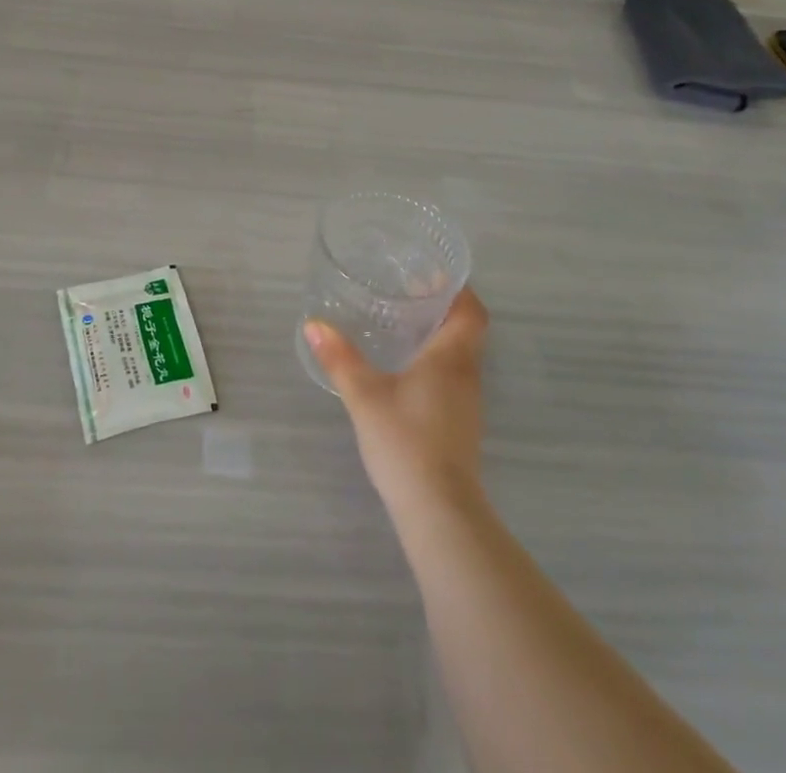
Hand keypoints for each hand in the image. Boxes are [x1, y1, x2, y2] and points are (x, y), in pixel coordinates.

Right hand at [305, 289, 488, 519]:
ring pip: (460, 355)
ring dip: (439, 335)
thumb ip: (340, 358)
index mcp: (451, 358)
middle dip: (442, 307)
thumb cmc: (406, 441)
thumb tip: (314, 324)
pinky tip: (405, 368)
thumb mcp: (364, 395)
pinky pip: (453, 377)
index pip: (472, 312)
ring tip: (402, 323)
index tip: (433, 274)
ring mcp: (467, 403)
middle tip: (407, 291)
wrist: (439, 511)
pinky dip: (435, 361)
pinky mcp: (460, 425)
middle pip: (467, 330)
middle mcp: (466, 375)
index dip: (459, 289)